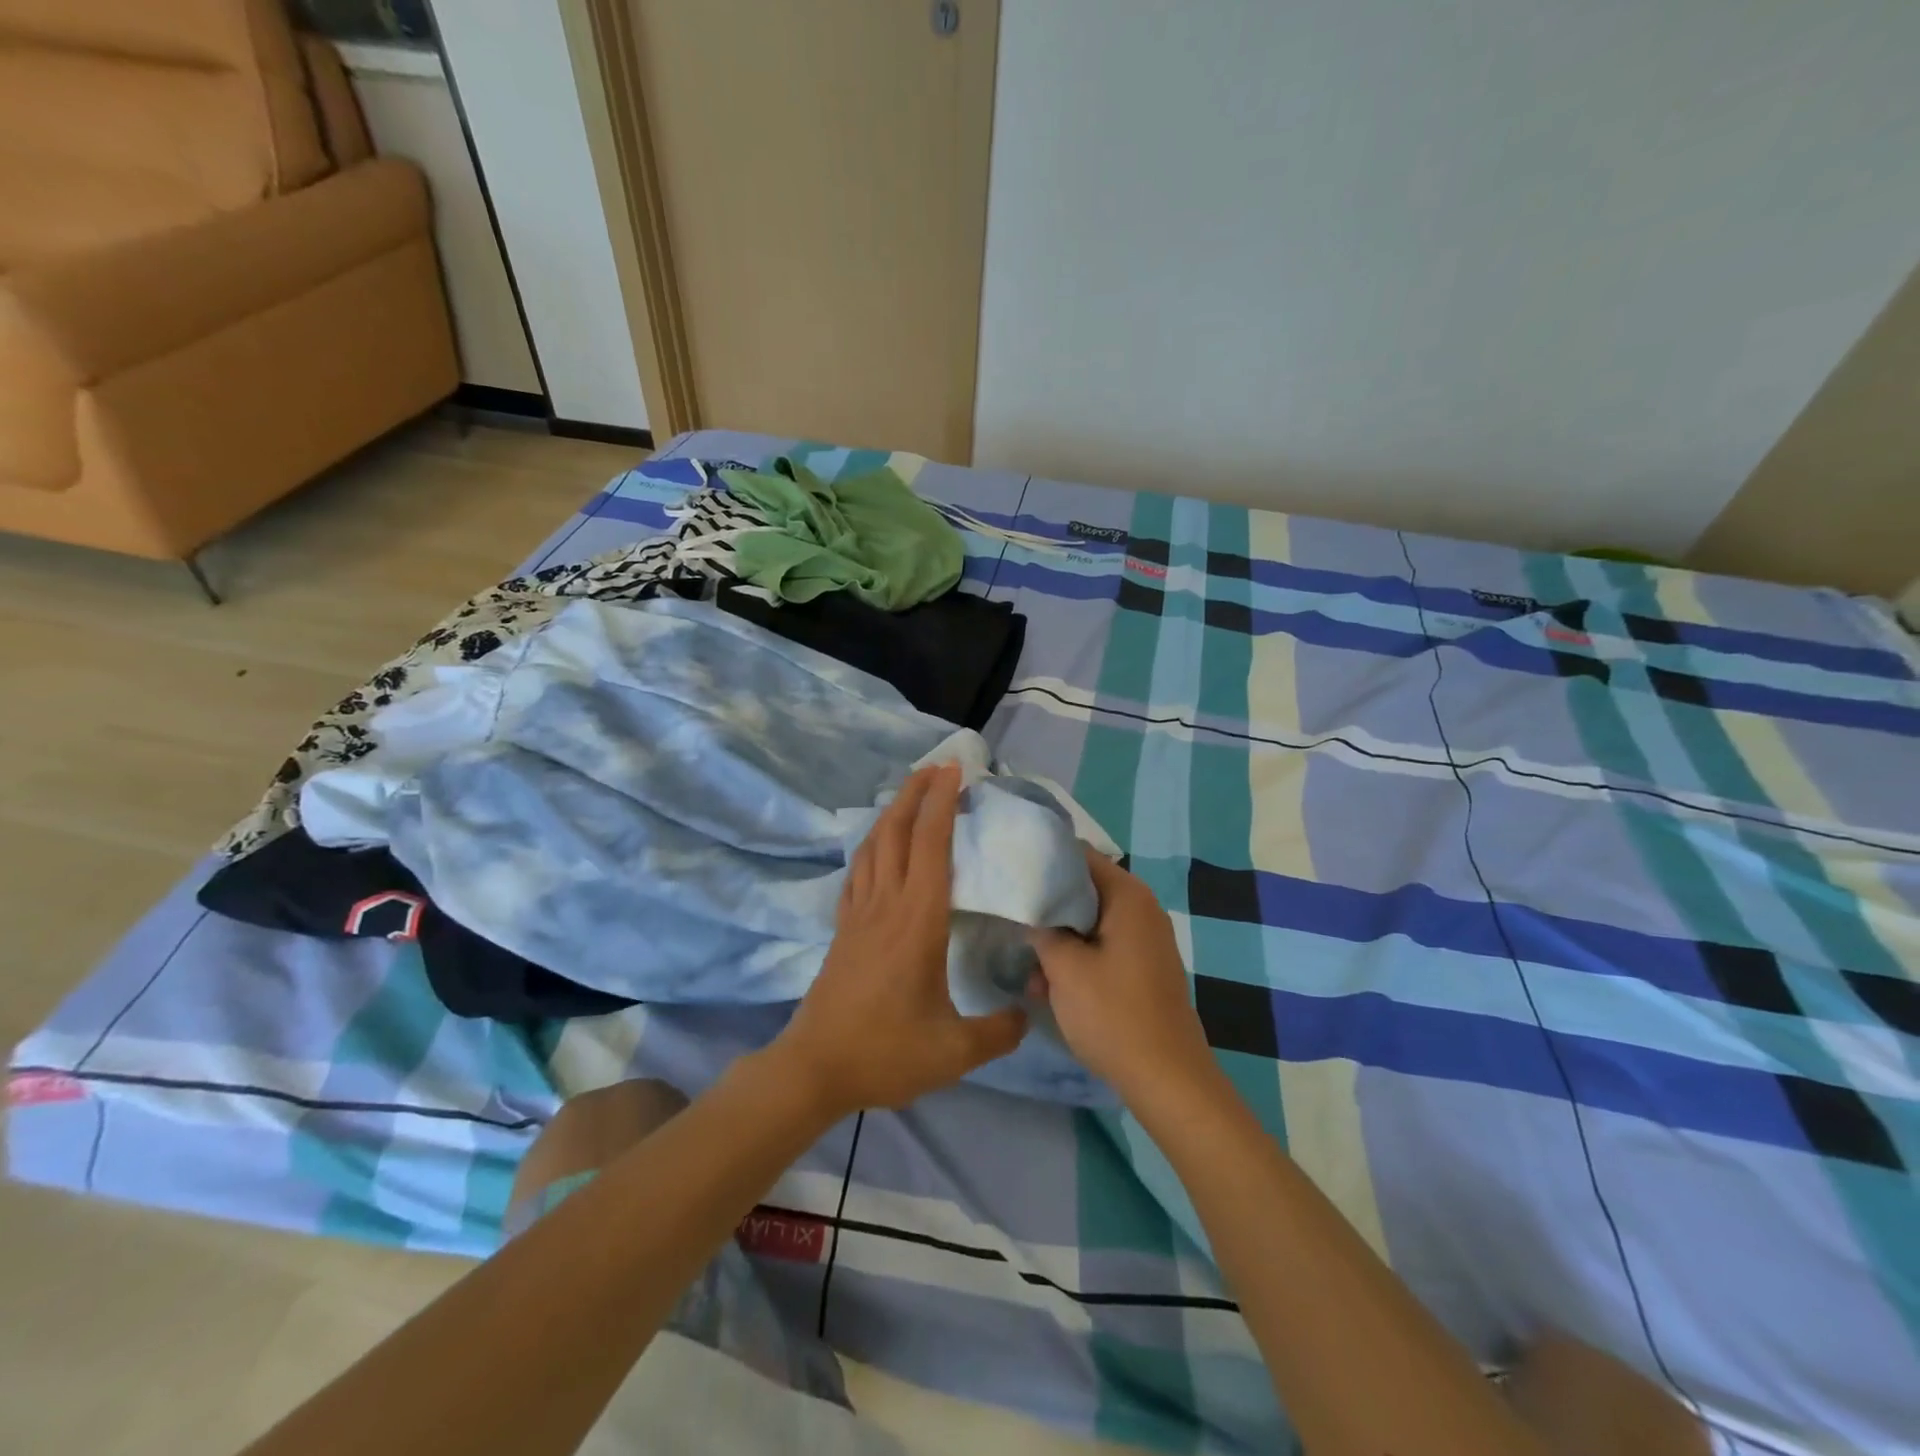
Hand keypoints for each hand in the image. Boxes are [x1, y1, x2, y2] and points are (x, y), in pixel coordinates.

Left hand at [771, 762, 1026, 1117]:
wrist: (815, 1067)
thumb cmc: (886, 1052)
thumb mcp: (954, 1051)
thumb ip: (999, 1031)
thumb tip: (1027, 1014)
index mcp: (918, 920)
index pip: (932, 845)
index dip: (942, 803)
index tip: (954, 771)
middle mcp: (886, 904)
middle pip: (897, 831)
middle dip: (915, 792)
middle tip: (936, 767)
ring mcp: (859, 914)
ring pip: (873, 846)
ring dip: (892, 813)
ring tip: (910, 796)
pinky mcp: (843, 929)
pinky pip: (857, 872)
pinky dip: (870, 847)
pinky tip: (877, 849)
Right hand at [1028, 851, 1217, 1100]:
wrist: (1168, 1079)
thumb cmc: (1113, 1014)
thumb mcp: (1064, 968)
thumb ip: (1042, 930)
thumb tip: (1030, 910)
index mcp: (1128, 896)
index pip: (1080, 856)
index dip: (1044, 862)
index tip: (1012, 874)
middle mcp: (1141, 909)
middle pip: (1084, 891)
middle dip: (1048, 907)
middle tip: (1011, 919)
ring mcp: (1145, 941)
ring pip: (1090, 924)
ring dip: (1058, 941)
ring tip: (1027, 970)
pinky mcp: (1144, 969)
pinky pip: (1103, 949)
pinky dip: (1077, 961)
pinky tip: (1048, 989)